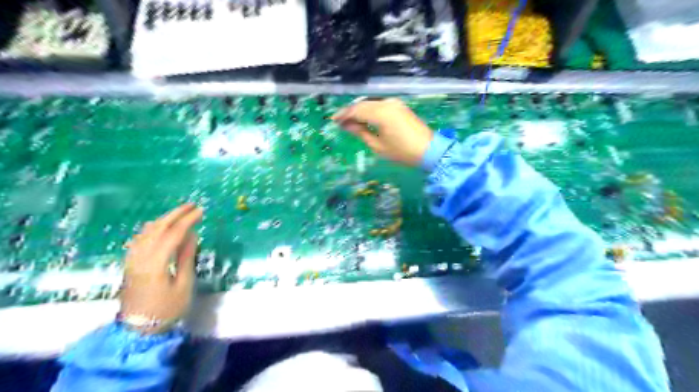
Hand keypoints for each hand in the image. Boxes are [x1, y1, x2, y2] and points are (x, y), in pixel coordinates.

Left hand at [120, 202, 201, 333]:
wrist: (138, 330)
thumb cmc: (167, 309)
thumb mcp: (183, 285)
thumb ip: (186, 257)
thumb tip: (192, 235)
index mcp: (155, 263)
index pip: (173, 234)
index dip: (188, 220)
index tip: (201, 211)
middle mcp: (140, 258)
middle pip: (157, 229)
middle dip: (175, 214)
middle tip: (192, 206)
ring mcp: (132, 260)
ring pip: (146, 232)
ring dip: (163, 219)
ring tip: (179, 213)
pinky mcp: (130, 264)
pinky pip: (140, 239)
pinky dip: (152, 228)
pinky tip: (159, 227)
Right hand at [331, 98, 434, 167]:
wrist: (430, 150)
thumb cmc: (402, 152)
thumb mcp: (378, 146)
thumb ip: (361, 132)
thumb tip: (347, 125)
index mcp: (381, 113)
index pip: (356, 110)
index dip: (343, 115)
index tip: (333, 121)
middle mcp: (387, 103)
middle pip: (362, 104)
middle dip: (350, 112)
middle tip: (340, 122)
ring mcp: (395, 103)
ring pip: (371, 103)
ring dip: (360, 110)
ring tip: (350, 122)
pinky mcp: (400, 106)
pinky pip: (379, 105)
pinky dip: (370, 110)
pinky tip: (365, 119)